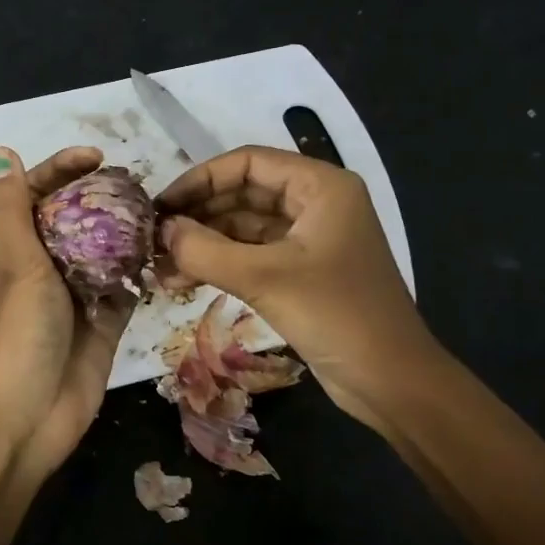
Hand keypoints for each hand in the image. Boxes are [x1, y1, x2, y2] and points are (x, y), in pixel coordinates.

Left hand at [0, 145, 135, 481]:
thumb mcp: (15, 263)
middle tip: (139, 186)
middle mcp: (42, 269)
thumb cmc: (16, 334)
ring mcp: (74, 298)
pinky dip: (140, 273)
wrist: (27, 418)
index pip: (34, 195)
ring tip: (158, 213)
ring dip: (126, 234)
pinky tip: (164, 255)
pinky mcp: (102, 325)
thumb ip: (13, 209)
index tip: (97, 157)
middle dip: (102, 199)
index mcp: (12, 251)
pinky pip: (123, 290)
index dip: (61, 169)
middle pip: (74, 220)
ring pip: (103, 253)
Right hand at [155, 146, 436, 436]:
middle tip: (153, 238)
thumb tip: (162, 230)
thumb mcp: (265, 278)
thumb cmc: (336, 315)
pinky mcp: (304, 273)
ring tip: (160, 265)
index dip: (200, 179)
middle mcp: (316, 204)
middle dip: (199, 215)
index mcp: (321, 186)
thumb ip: (206, 250)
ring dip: (205, 243)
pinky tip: (184, 280)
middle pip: (244, 193)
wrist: (391, 380)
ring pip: (246, 228)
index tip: (161, 205)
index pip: (248, 163)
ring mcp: (311, 240)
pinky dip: (222, 265)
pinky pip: (254, 256)